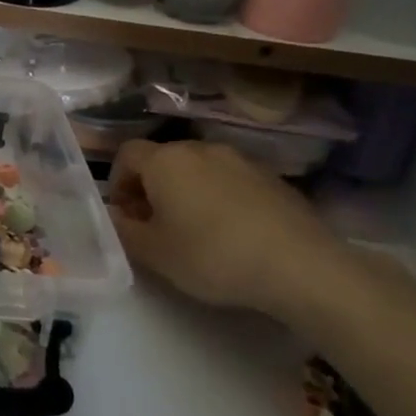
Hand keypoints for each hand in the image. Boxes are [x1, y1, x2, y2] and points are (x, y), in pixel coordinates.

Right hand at [108, 140, 350, 320]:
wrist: (299, 266)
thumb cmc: (212, 256)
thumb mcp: (153, 253)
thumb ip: (124, 231)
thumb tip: (116, 217)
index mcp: (165, 161)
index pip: (126, 154)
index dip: (118, 182)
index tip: (125, 215)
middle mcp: (200, 149)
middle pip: (163, 159)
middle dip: (152, 188)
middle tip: (156, 226)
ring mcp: (241, 160)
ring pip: (199, 169)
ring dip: (187, 192)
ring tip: (195, 231)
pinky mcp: (273, 178)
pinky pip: (231, 181)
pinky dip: (221, 199)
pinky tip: (232, 234)